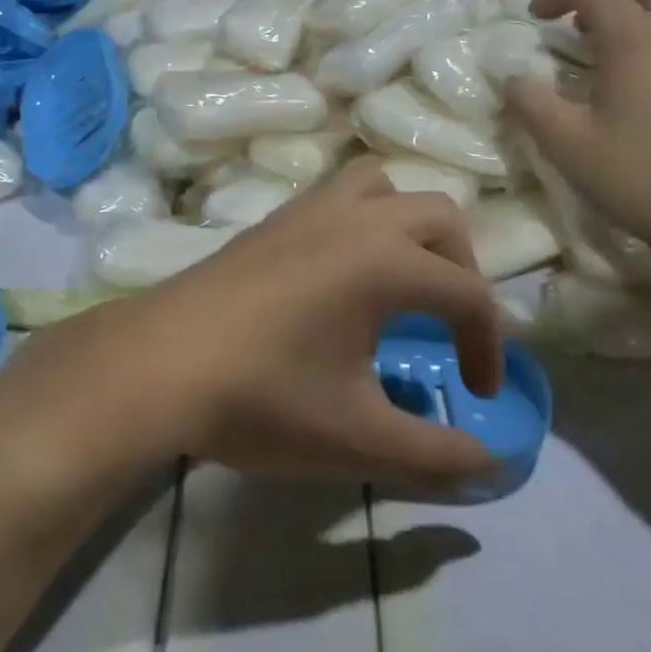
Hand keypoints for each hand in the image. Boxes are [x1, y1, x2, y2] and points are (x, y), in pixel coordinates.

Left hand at [0, 160, 505, 489]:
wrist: (157, 365)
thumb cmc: (262, 398)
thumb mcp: (356, 438)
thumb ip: (435, 454)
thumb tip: (492, 464)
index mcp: (386, 261)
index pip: (468, 294)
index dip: (488, 346)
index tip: (478, 394)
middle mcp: (356, 218)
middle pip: (440, 217)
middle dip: (462, 270)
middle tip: (451, 327)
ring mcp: (310, 208)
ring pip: (384, 187)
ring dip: (411, 226)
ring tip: (404, 280)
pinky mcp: (275, 217)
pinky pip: (339, 194)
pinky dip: (365, 217)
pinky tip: (343, 271)